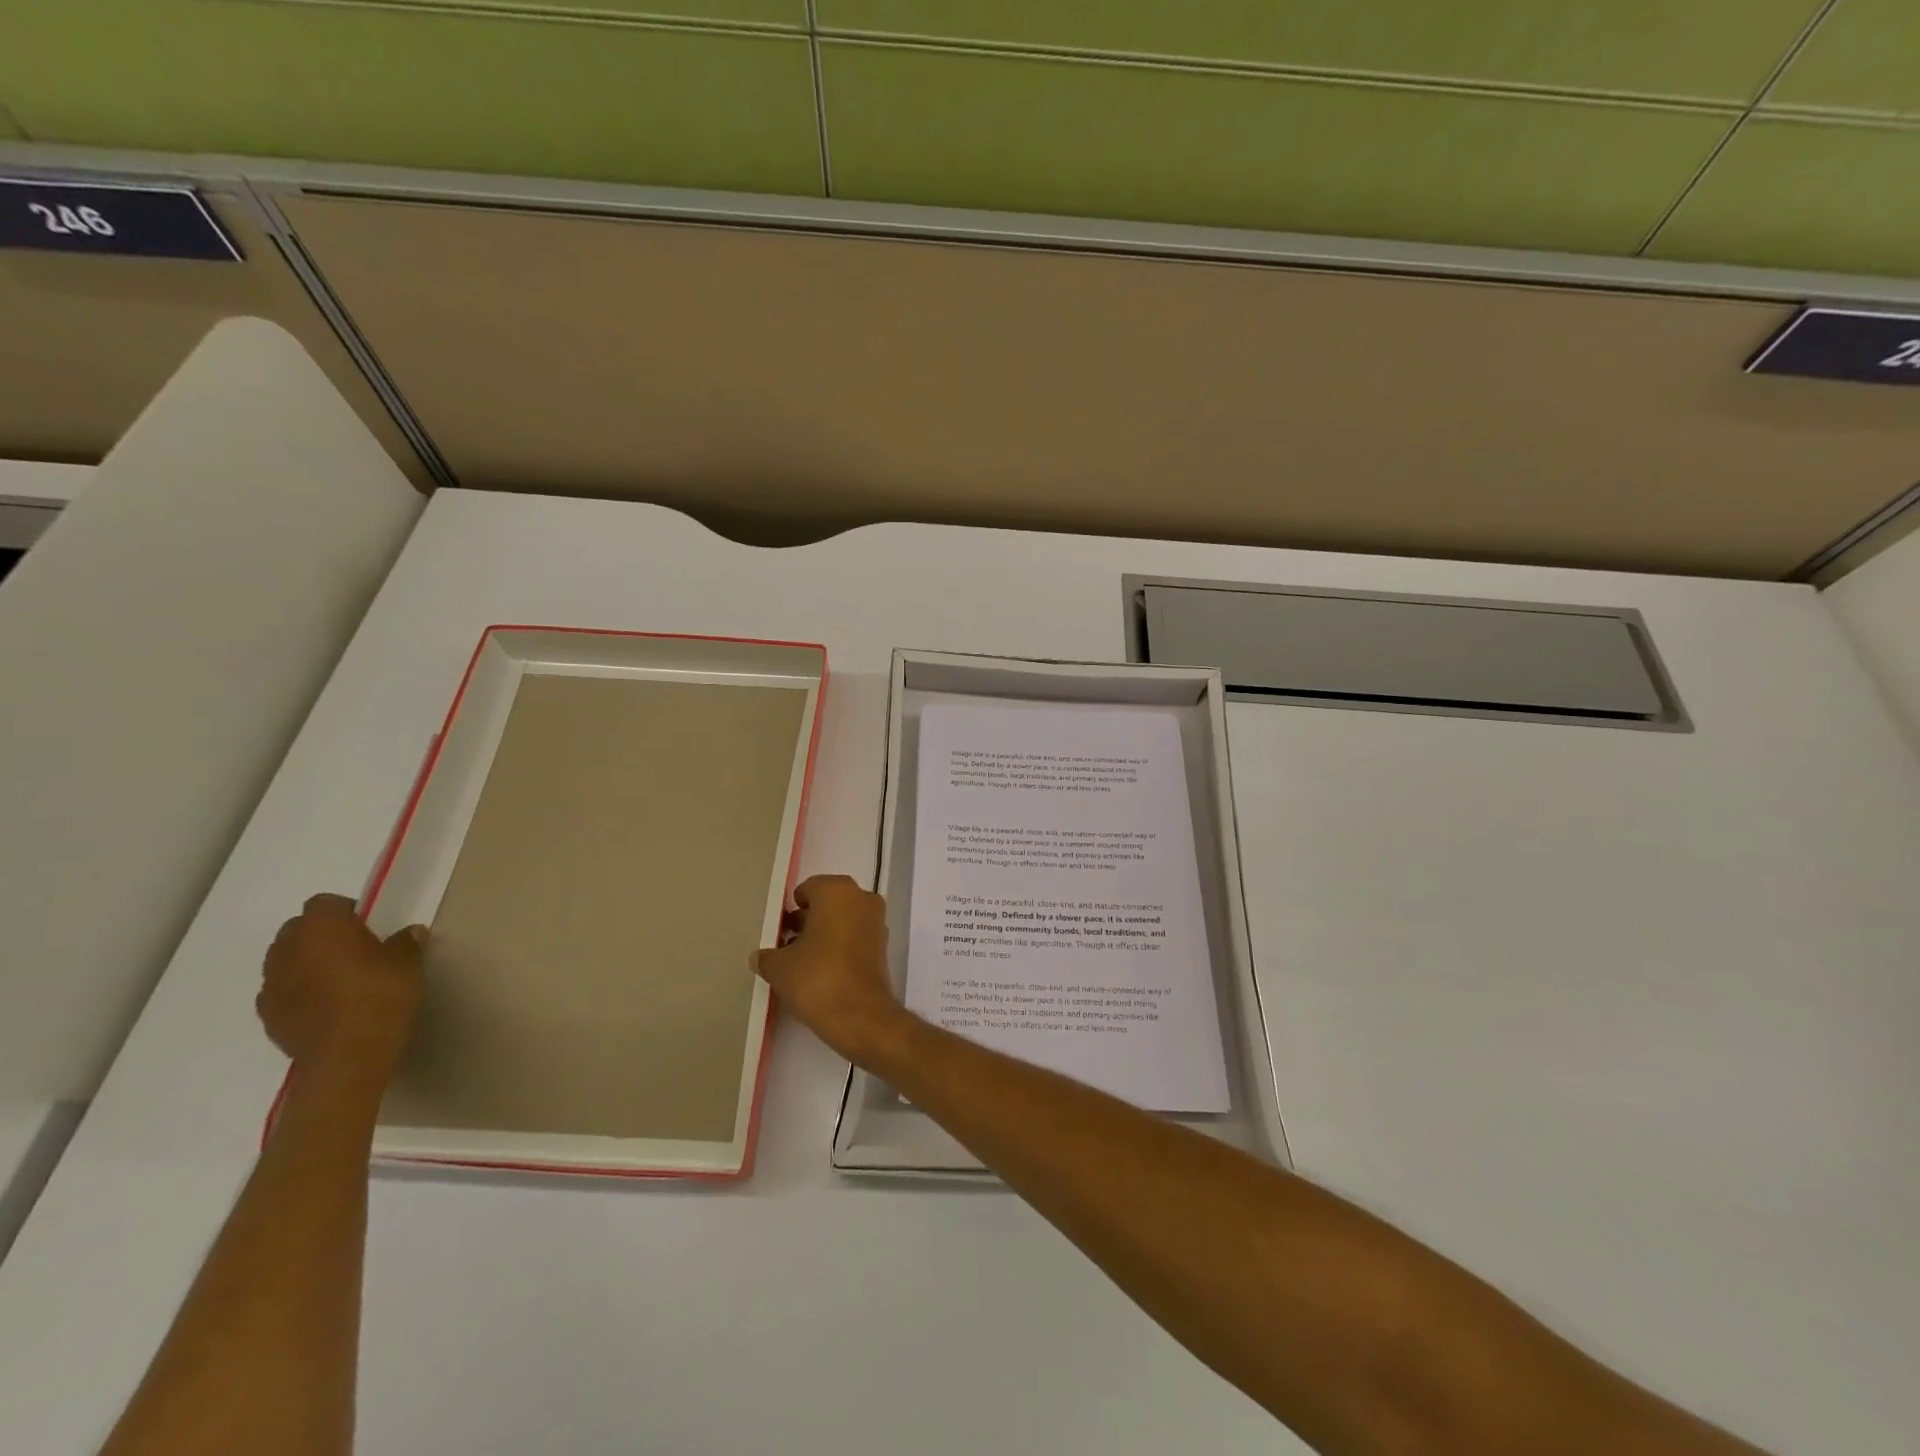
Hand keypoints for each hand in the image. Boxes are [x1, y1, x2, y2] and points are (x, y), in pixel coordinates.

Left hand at [259, 893, 426, 1079]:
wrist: (349, 1055)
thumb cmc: (381, 995)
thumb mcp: (408, 963)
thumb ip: (406, 942)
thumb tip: (409, 933)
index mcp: (322, 927)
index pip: (324, 903)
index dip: (345, 911)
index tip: (367, 926)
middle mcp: (288, 949)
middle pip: (298, 929)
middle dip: (320, 935)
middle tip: (353, 950)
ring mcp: (272, 983)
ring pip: (285, 960)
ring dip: (306, 963)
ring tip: (337, 979)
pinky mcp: (267, 1014)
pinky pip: (281, 991)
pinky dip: (298, 991)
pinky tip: (324, 1005)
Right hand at [752, 875, 910, 1063]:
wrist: (861, 1016)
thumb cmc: (817, 978)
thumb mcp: (779, 967)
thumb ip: (766, 956)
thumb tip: (760, 956)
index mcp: (837, 890)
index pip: (807, 890)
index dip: (789, 910)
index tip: (778, 931)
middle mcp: (861, 898)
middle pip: (826, 903)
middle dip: (806, 921)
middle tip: (785, 945)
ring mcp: (876, 921)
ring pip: (842, 920)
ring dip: (823, 934)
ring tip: (799, 961)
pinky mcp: (883, 946)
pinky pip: (854, 937)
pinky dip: (839, 947)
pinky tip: (820, 971)